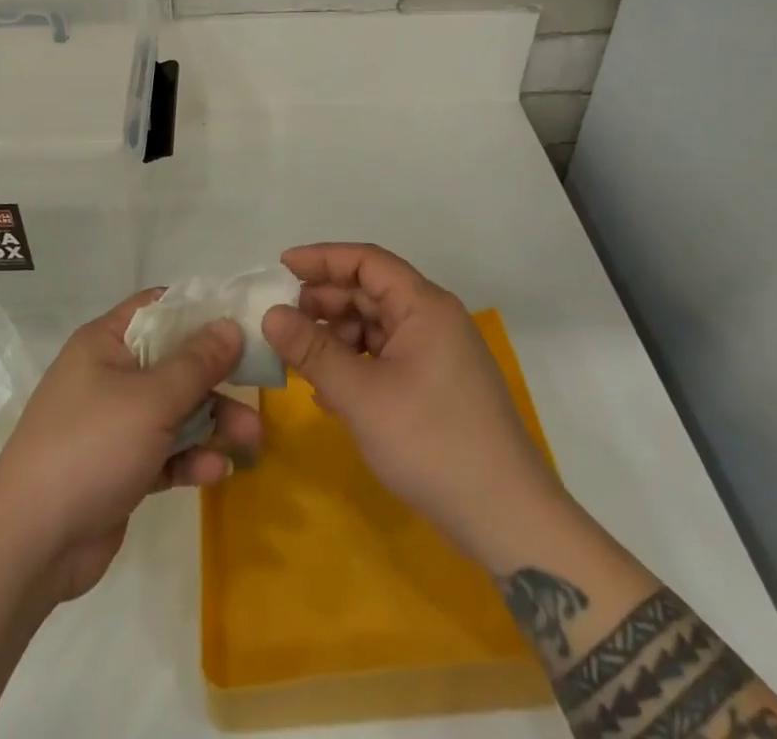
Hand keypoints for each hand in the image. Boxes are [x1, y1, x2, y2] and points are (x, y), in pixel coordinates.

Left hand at [0, 290, 261, 602]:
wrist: (30, 544)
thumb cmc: (91, 447)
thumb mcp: (152, 400)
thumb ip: (197, 363)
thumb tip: (230, 325)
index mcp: (106, 343)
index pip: (158, 308)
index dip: (200, 310)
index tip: (244, 321)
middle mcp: (109, 375)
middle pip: (174, 363)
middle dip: (217, 379)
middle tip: (260, 389)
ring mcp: (113, 423)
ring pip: (175, 410)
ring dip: (212, 423)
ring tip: (252, 442)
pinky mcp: (120, 466)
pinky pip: (164, 451)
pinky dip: (190, 458)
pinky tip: (216, 472)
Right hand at [261, 243, 568, 563]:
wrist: (506, 518)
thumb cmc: (431, 443)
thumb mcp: (361, 396)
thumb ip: (312, 351)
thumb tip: (270, 315)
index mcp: (424, 306)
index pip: (367, 261)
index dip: (322, 258)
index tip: (281, 266)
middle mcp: (433, 319)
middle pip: (371, 291)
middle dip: (324, 302)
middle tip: (282, 319)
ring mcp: (439, 354)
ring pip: (377, 327)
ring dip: (337, 337)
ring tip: (300, 359)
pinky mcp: (438, 385)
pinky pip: (388, 357)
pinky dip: (356, 365)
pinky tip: (328, 392)